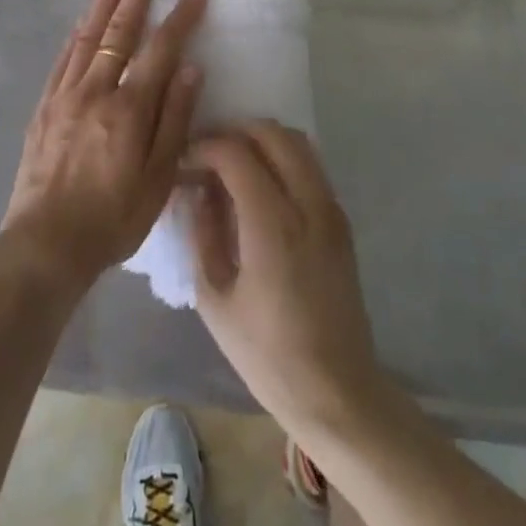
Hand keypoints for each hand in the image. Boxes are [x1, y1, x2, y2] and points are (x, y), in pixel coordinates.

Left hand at [0, 0, 206, 295]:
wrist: (45, 243)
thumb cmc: (112, 218)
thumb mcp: (158, 179)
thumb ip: (174, 120)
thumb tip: (191, 69)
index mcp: (128, 108)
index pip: (160, 50)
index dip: (180, 19)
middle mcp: (95, 90)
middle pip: (119, 31)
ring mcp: (65, 95)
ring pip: (87, 37)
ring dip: (103, 3)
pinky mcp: (44, 106)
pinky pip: (63, 59)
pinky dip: (76, 35)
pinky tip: (82, 21)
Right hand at [188, 122, 387, 439]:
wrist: (337, 393)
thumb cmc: (268, 355)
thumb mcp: (215, 299)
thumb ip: (203, 233)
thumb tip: (197, 190)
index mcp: (273, 225)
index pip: (235, 153)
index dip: (204, 147)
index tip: (184, 162)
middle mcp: (308, 205)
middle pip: (271, 132)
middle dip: (233, 132)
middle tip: (207, 155)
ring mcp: (331, 209)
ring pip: (296, 141)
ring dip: (260, 140)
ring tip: (233, 164)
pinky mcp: (341, 220)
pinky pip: (310, 164)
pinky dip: (282, 157)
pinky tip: (260, 186)